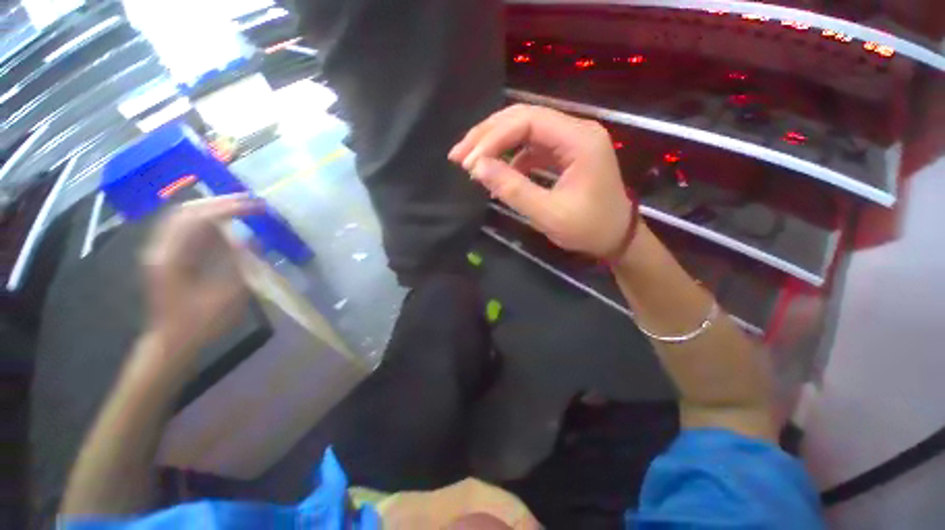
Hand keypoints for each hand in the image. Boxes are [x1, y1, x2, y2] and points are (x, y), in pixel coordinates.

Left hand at [140, 195, 263, 370]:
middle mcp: (160, 249)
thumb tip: (252, 240)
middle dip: (220, 202)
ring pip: (183, 217)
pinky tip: (223, 222)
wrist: (171, 342)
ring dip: (212, 208)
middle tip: (250, 202)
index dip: (229, 208)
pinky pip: (184, 228)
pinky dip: (205, 219)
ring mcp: (160, 251)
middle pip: (186, 212)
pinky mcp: (166, 256)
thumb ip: (238, 265)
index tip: (256, 206)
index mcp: (171, 259)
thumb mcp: (226, 297)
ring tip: (240, 207)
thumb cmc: (200, 324)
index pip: (198, 219)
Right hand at [449, 104, 632, 257]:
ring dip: (495, 143)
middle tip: (458, 155)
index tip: (469, 163)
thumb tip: (477, 168)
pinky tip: (497, 171)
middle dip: (487, 135)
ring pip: (525, 129)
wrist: (616, 237)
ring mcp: (571, 139)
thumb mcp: (548, 214)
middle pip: (524, 117)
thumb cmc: (588, 229)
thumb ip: (513, 189)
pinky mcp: (564, 152)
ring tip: (470, 161)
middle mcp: (576, 130)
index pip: (528, 121)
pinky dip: (510, 156)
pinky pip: (531, 146)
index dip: (493, 139)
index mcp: (579, 140)